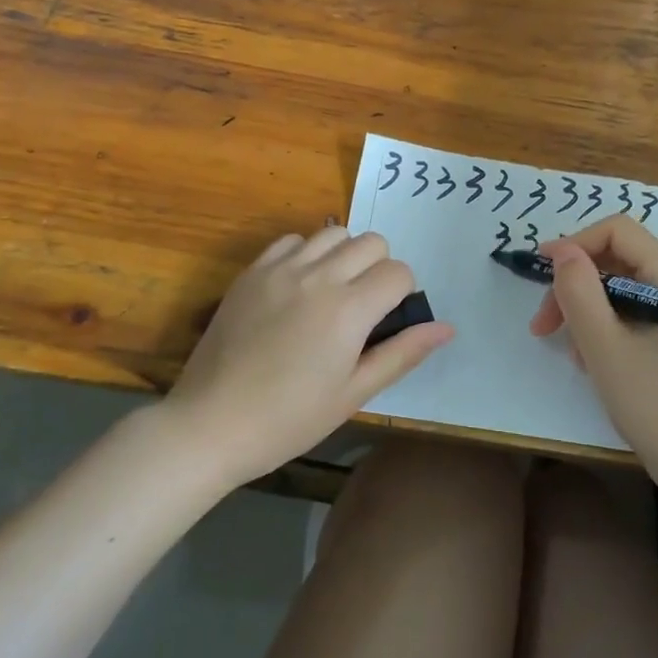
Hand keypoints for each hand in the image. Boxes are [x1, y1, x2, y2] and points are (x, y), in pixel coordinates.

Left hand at [167, 227, 453, 487]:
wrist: (211, 424)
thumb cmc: (289, 419)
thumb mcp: (353, 393)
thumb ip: (402, 353)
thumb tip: (446, 327)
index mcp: (348, 310)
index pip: (398, 272)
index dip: (402, 294)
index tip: (386, 320)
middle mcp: (319, 277)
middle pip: (372, 242)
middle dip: (379, 268)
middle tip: (363, 307)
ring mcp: (281, 269)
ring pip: (334, 233)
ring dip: (345, 256)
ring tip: (332, 292)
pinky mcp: (252, 271)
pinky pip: (292, 240)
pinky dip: (306, 253)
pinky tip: (298, 287)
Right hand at [530, 215, 657, 501]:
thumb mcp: (605, 349)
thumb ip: (579, 293)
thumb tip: (563, 252)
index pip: (620, 232)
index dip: (576, 241)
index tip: (540, 270)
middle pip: (620, 261)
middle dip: (576, 284)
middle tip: (543, 323)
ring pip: (624, 290)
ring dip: (587, 310)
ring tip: (568, 349)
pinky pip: (635, 316)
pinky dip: (606, 328)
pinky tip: (591, 360)